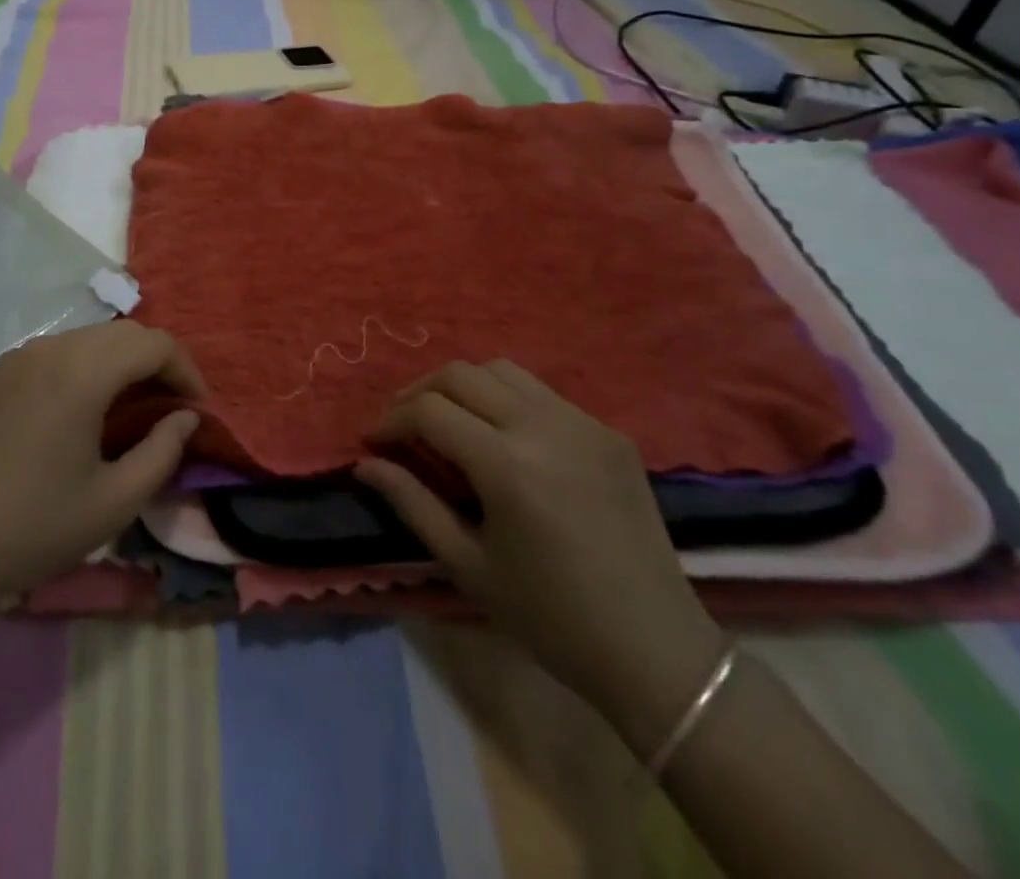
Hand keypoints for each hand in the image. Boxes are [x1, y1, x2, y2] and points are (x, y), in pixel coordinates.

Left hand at [0, 321, 203, 610]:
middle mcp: (52, 349)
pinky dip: (90, 367)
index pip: (154, 344)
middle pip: (125, 334)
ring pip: (92, 339)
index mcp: (82, 372)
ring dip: (124, 363)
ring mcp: (20, 357)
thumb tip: (185, 417)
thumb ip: (162, 452)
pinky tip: (88, 409)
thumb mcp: (113, 502)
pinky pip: (61, 352)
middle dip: (159, 363)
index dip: (186, 371)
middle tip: (173, 408)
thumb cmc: (30, 528)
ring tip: (136, 408)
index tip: (198, 409)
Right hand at [357, 361, 726, 754]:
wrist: (654, 649)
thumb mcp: (468, 565)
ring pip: (502, 371)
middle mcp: (543, 426)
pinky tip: (503, 438)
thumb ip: (412, 503)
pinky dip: (507, 400)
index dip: (392, 420)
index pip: (430, 411)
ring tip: (449, 420)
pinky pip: (542, 394)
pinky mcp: (608, 431)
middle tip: (402, 424)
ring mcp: (582, 422)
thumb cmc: (550, 618)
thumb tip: (364, 463)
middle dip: (420, 392)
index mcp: (507, 464)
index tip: (374, 441)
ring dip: (464, 386)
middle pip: (461, 374)